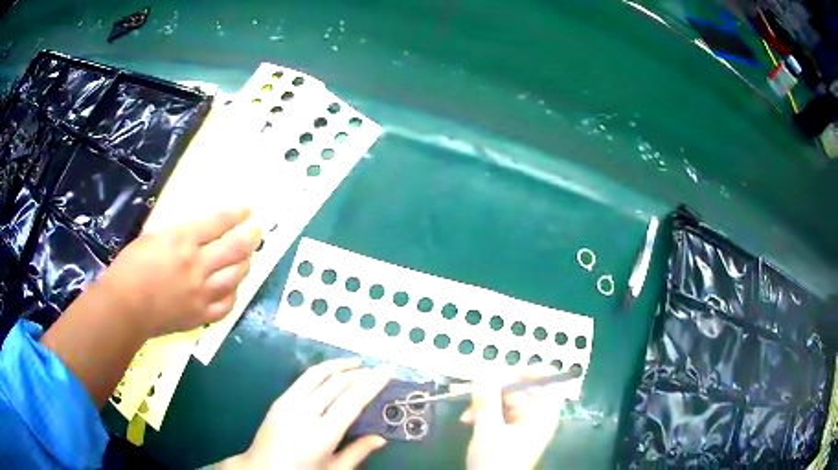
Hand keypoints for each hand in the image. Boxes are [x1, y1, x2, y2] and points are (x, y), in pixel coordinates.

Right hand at [99, 207, 260, 336]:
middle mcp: (197, 265)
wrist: (125, 308)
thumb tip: (197, 236)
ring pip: (235, 276)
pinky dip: (232, 294)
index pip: (217, 223)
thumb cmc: (130, 268)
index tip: (247, 210)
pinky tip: (232, 288)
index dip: (235, 215)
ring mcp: (202, 293)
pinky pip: (226, 305)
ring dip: (244, 264)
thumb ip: (178, 237)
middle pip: (234, 249)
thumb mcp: (153, 238)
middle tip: (256, 231)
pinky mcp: (201, 316)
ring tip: (247, 258)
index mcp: (182, 241)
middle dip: (250, 237)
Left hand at [221, 358, 390, 469]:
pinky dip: (322, 371)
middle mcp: (304, 413)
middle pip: (337, 383)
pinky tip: (331, 372)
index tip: (388, 370)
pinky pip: (304, 379)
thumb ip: (358, 452)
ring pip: (318, 374)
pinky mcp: (279, 399)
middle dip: (360, 373)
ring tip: (357, 362)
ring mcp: (288, 403)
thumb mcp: (334, 469)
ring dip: (340, 365)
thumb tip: (381, 438)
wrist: (261, 468)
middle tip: (378, 369)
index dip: (372, 383)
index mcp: (322, 434)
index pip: (353, 401)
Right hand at [461, 367, 568, 469]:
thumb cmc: (496, 461)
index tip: (507, 370)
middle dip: (494, 392)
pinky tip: (469, 421)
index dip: (530, 371)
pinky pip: (500, 414)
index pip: (547, 381)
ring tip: (467, 415)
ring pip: (506, 402)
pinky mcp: (511, 433)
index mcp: (542, 414)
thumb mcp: (488, 429)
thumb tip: (483, 373)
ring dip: (485, 404)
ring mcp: (524, 425)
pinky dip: (485, 415)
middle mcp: (537, 417)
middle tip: (474, 394)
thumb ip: (486, 400)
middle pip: (521, 391)